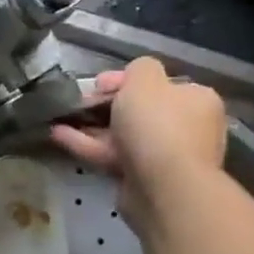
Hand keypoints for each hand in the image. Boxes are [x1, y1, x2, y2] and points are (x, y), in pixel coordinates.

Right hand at [50, 56, 226, 230]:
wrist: (164, 185)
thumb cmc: (157, 125)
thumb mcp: (144, 80)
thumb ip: (139, 68)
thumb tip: (133, 77)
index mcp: (195, 100)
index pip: (158, 84)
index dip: (124, 80)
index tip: (98, 83)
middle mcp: (186, 127)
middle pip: (139, 110)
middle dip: (105, 104)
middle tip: (79, 102)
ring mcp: (165, 155)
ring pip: (122, 135)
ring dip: (90, 126)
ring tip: (59, 118)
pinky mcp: (143, 177)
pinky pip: (113, 155)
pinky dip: (87, 145)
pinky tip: (58, 135)